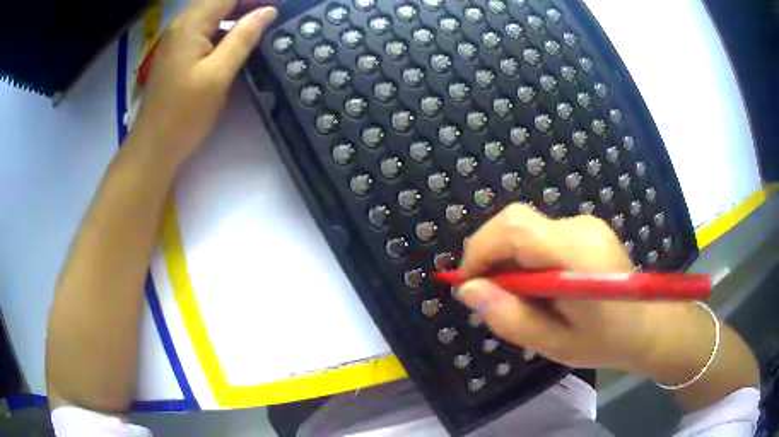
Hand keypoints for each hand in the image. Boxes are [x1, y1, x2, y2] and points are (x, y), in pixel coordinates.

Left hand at [130, 0, 276, 166]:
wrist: (154, 147)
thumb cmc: (184, 114)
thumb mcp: (218, 75)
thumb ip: (243, 38)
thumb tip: (268, 11)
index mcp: (190, 25)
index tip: (280, 5)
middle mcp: (181, 26)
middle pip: (219, 1)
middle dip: (248, 3)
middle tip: (274, 14)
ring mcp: (177, 39)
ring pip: (213, 14)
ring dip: (238, 15)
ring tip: (263, 23)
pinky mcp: (178, 53)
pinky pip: (205, 30)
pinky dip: (225, 29)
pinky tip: (239, 40)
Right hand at [457, 204, 694, 372]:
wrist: (647, 325)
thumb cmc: (604, 342)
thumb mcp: (553, 344)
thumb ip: (510, 317)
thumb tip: (467, 290)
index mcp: (577, 255)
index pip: (515, 228)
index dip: (481, 249)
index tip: (468, 284)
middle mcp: (581, 227)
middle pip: (516, 222)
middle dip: (490, 254)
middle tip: (491, 295)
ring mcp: (586, 223)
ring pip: (526, 228)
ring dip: (509, 259)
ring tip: (521, 297)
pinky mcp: (586, 227)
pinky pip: (541, 234)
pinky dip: (527, 257)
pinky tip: (541, 286)